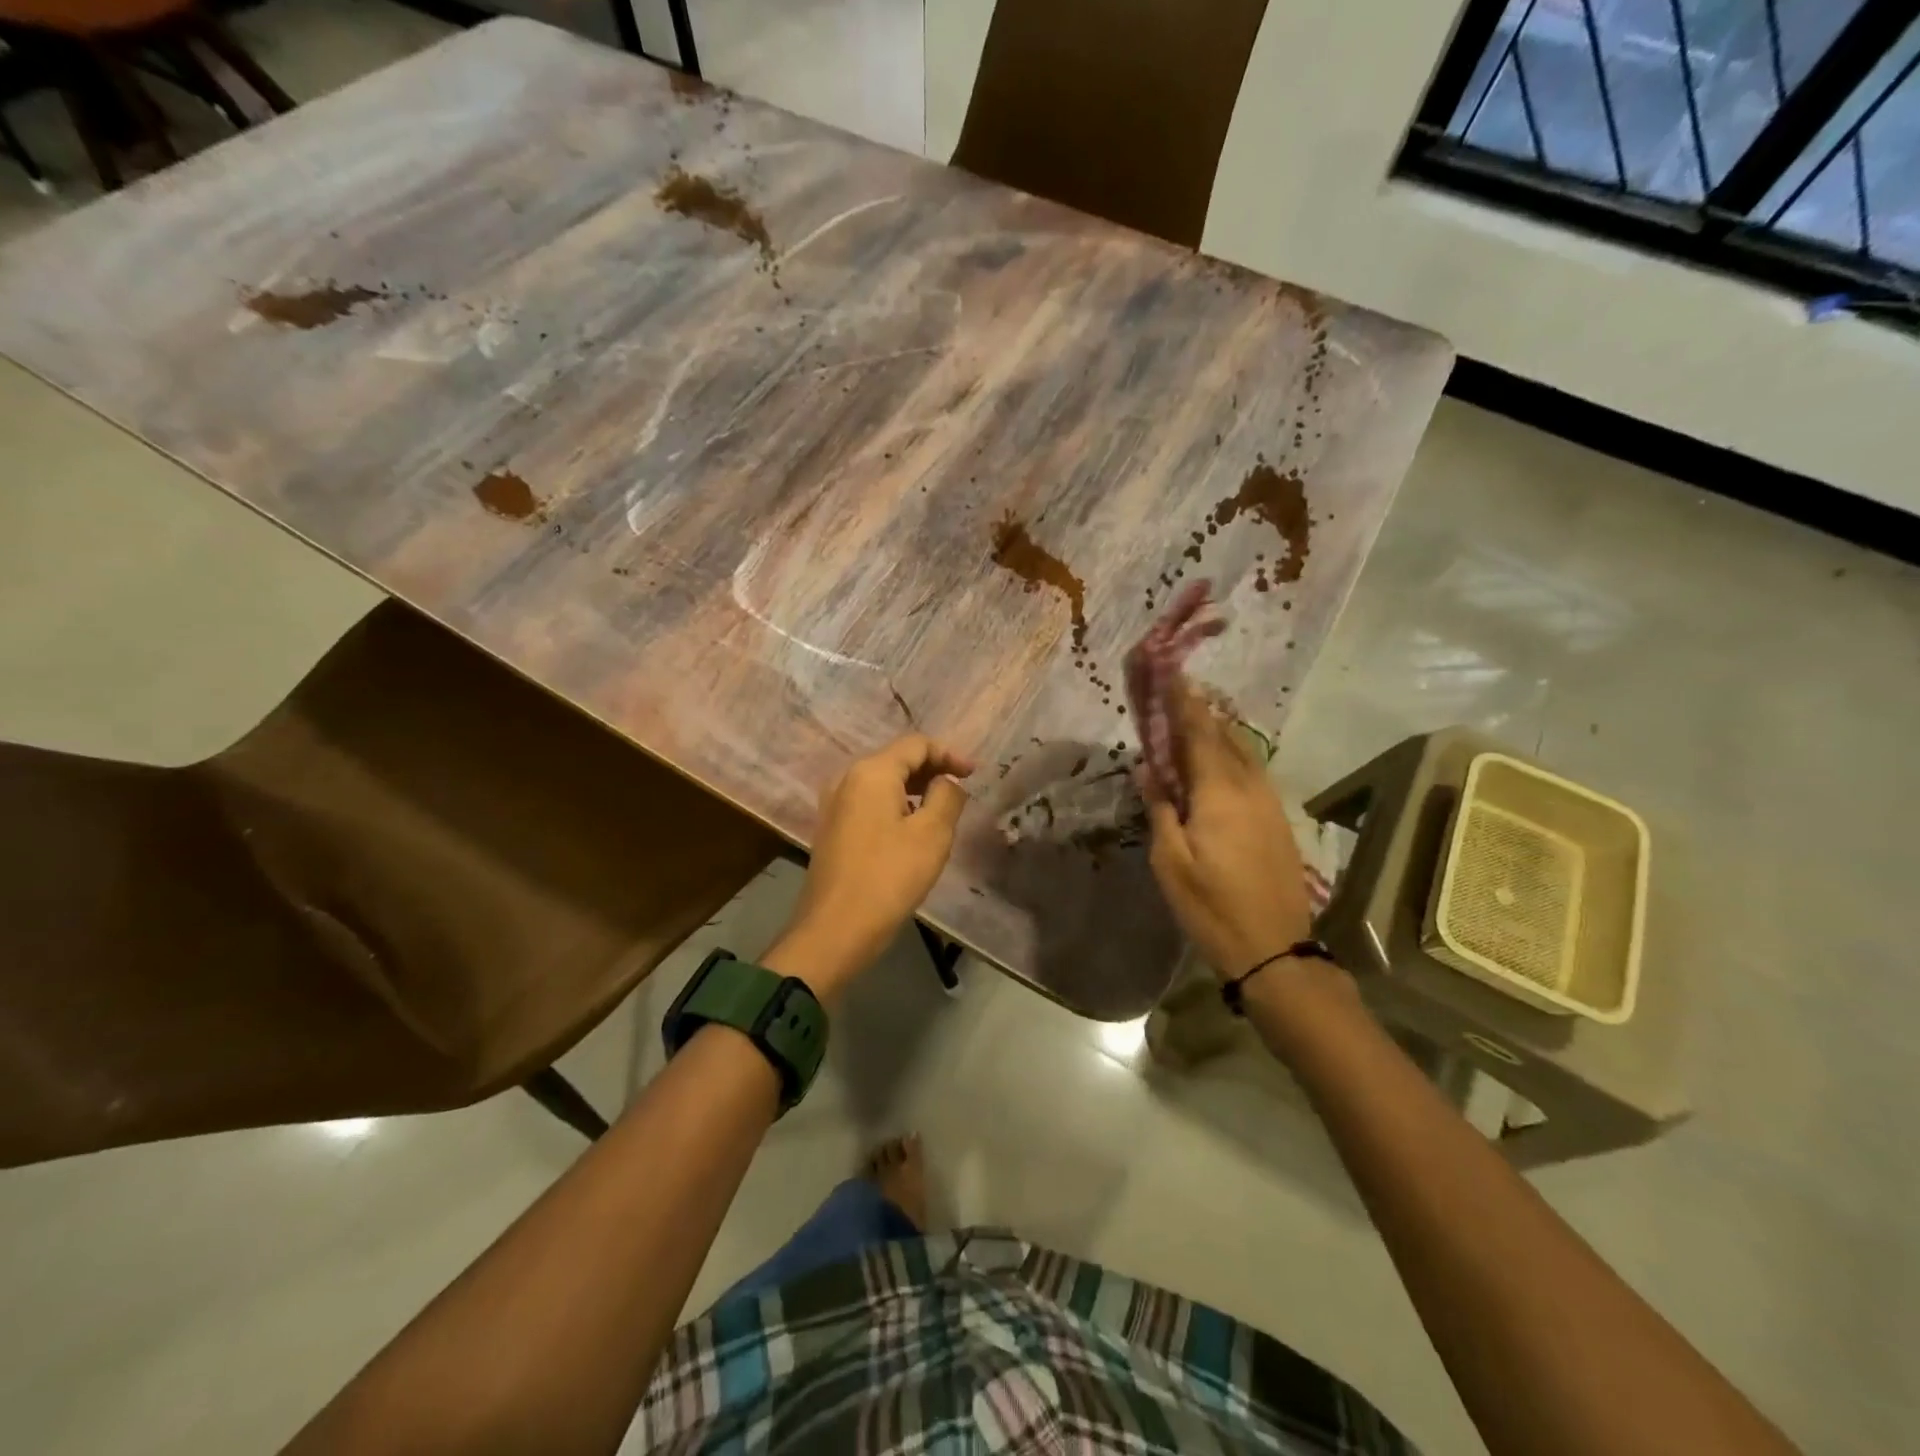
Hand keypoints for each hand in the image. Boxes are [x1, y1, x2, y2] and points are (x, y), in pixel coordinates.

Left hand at [766, 734, 975, 998]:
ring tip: (941, 810)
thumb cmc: (889, 877)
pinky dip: (895, 806)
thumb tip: (945, 782)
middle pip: (896, 760)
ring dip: (914, 789)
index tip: (975, 774)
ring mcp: (834, 805)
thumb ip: (946, 797)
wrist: (835, 930)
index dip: (949, 753)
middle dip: (932, 769)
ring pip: (882, 783)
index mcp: (871, 772)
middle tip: (961, 789)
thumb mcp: (932, 835)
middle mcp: (847, 779)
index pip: (916, 744)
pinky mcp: (832, 829)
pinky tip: (911, 830)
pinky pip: (869, 803)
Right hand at [1142, 681, 1313, 980]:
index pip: (1198, 733)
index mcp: (1219, 792)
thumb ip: (1160, 809)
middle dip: (1199, 711)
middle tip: (1175, 694)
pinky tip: (1218, 762)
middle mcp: (1249, 786)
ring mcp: (1269, 802)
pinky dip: (1231, 754)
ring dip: (1217, 731)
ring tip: (1194, 721)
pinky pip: (1252, 770)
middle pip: (1224, 735)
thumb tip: (1149, 768)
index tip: (1170, 672)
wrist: (1275, 950)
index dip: (1182, 702)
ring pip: (1243, 751)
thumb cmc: (1212, 907)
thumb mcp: (1170, 863)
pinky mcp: (1277, 819)